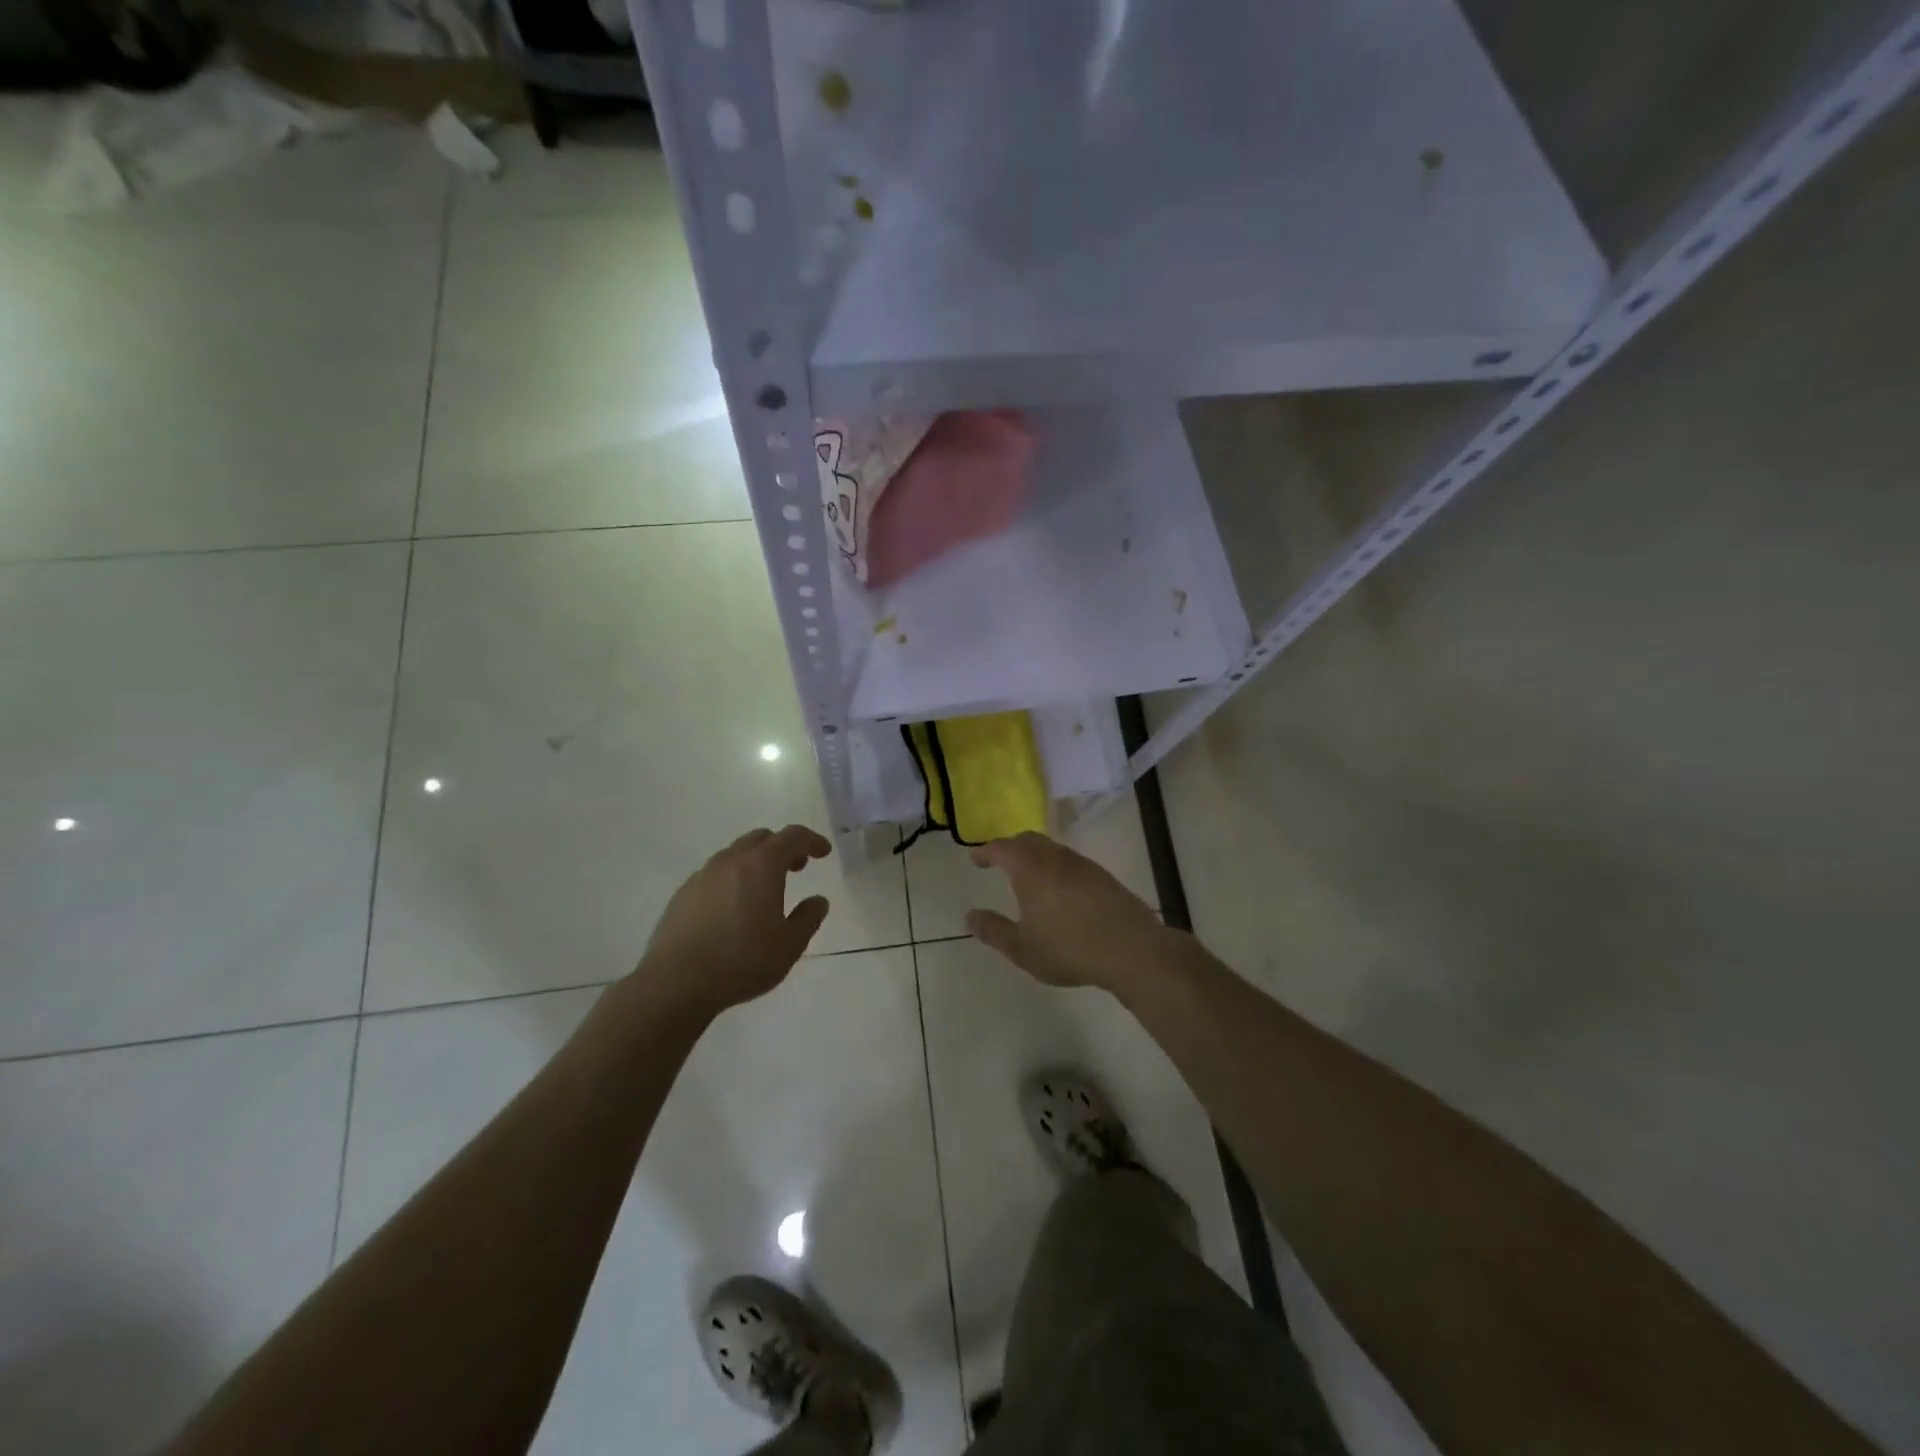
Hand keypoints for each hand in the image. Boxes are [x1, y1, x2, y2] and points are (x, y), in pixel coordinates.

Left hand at [636, 825, 833, 1016]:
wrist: (676, 983)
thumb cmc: (742, 960)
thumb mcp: (789, 945)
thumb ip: (808, 918)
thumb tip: (818, 901)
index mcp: (761, 866)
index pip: (792, 837)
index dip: (811, 840)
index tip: (823, 852)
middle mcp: (730, 861)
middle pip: (761, 839)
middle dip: (782, 848)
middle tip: (796, 868)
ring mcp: (702, 876)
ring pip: (734, 855)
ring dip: (755, 862)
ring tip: (764, 890)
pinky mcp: (682, 895)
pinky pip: (714, 875)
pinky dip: (731, 879)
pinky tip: (732, 908)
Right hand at [966, 832, 1176, 992]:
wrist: (1130, 949)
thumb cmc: (1067, 948)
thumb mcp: (1021, 948)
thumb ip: (993, 930)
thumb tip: (970, 916)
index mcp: (1030, 868)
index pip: (1001, 848)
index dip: (985, 851)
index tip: (976, 858)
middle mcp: (1055, 858)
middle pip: (1029, 840)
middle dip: (1011, 847)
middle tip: (1001, 861)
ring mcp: (1083, 865)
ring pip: (1053, 850)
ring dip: (1037, 857)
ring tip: (1030, 878)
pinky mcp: (1104, 877)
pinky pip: (1072, 863)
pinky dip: (1058, 869)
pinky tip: (1061, 893)